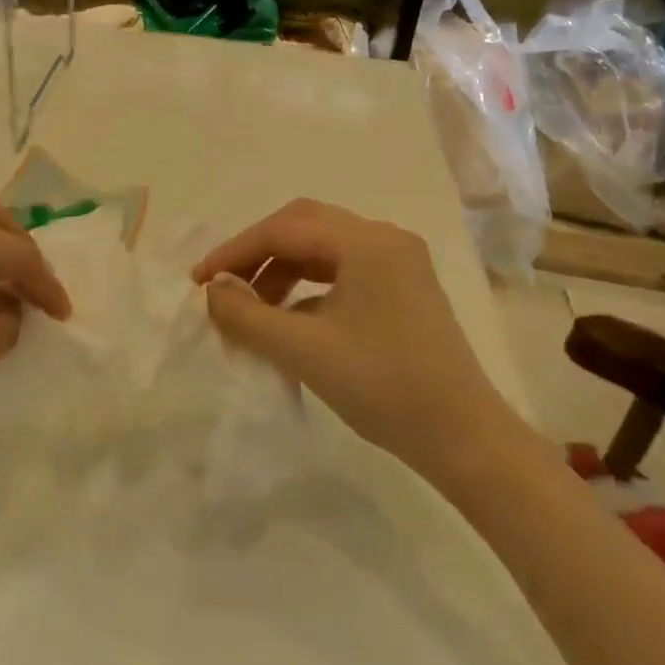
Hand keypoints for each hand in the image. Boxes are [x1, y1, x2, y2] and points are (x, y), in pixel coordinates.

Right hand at [192, 199, 514, 474]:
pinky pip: (342, 270)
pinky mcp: (403, 287)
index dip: (235, 251)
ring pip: (323, 247)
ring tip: (253, 307)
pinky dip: (307, 285)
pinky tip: (289, 318)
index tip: (200, 281)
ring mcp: (399, 262)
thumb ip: (247, 315)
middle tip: (224, 285)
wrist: (464, 438)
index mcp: (367, 242)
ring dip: (282, 269)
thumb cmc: (383, 387)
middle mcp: (385, 239)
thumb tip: (212, 291)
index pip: (284, 229)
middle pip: (304, 226)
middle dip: (258, 253)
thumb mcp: (303, 351)